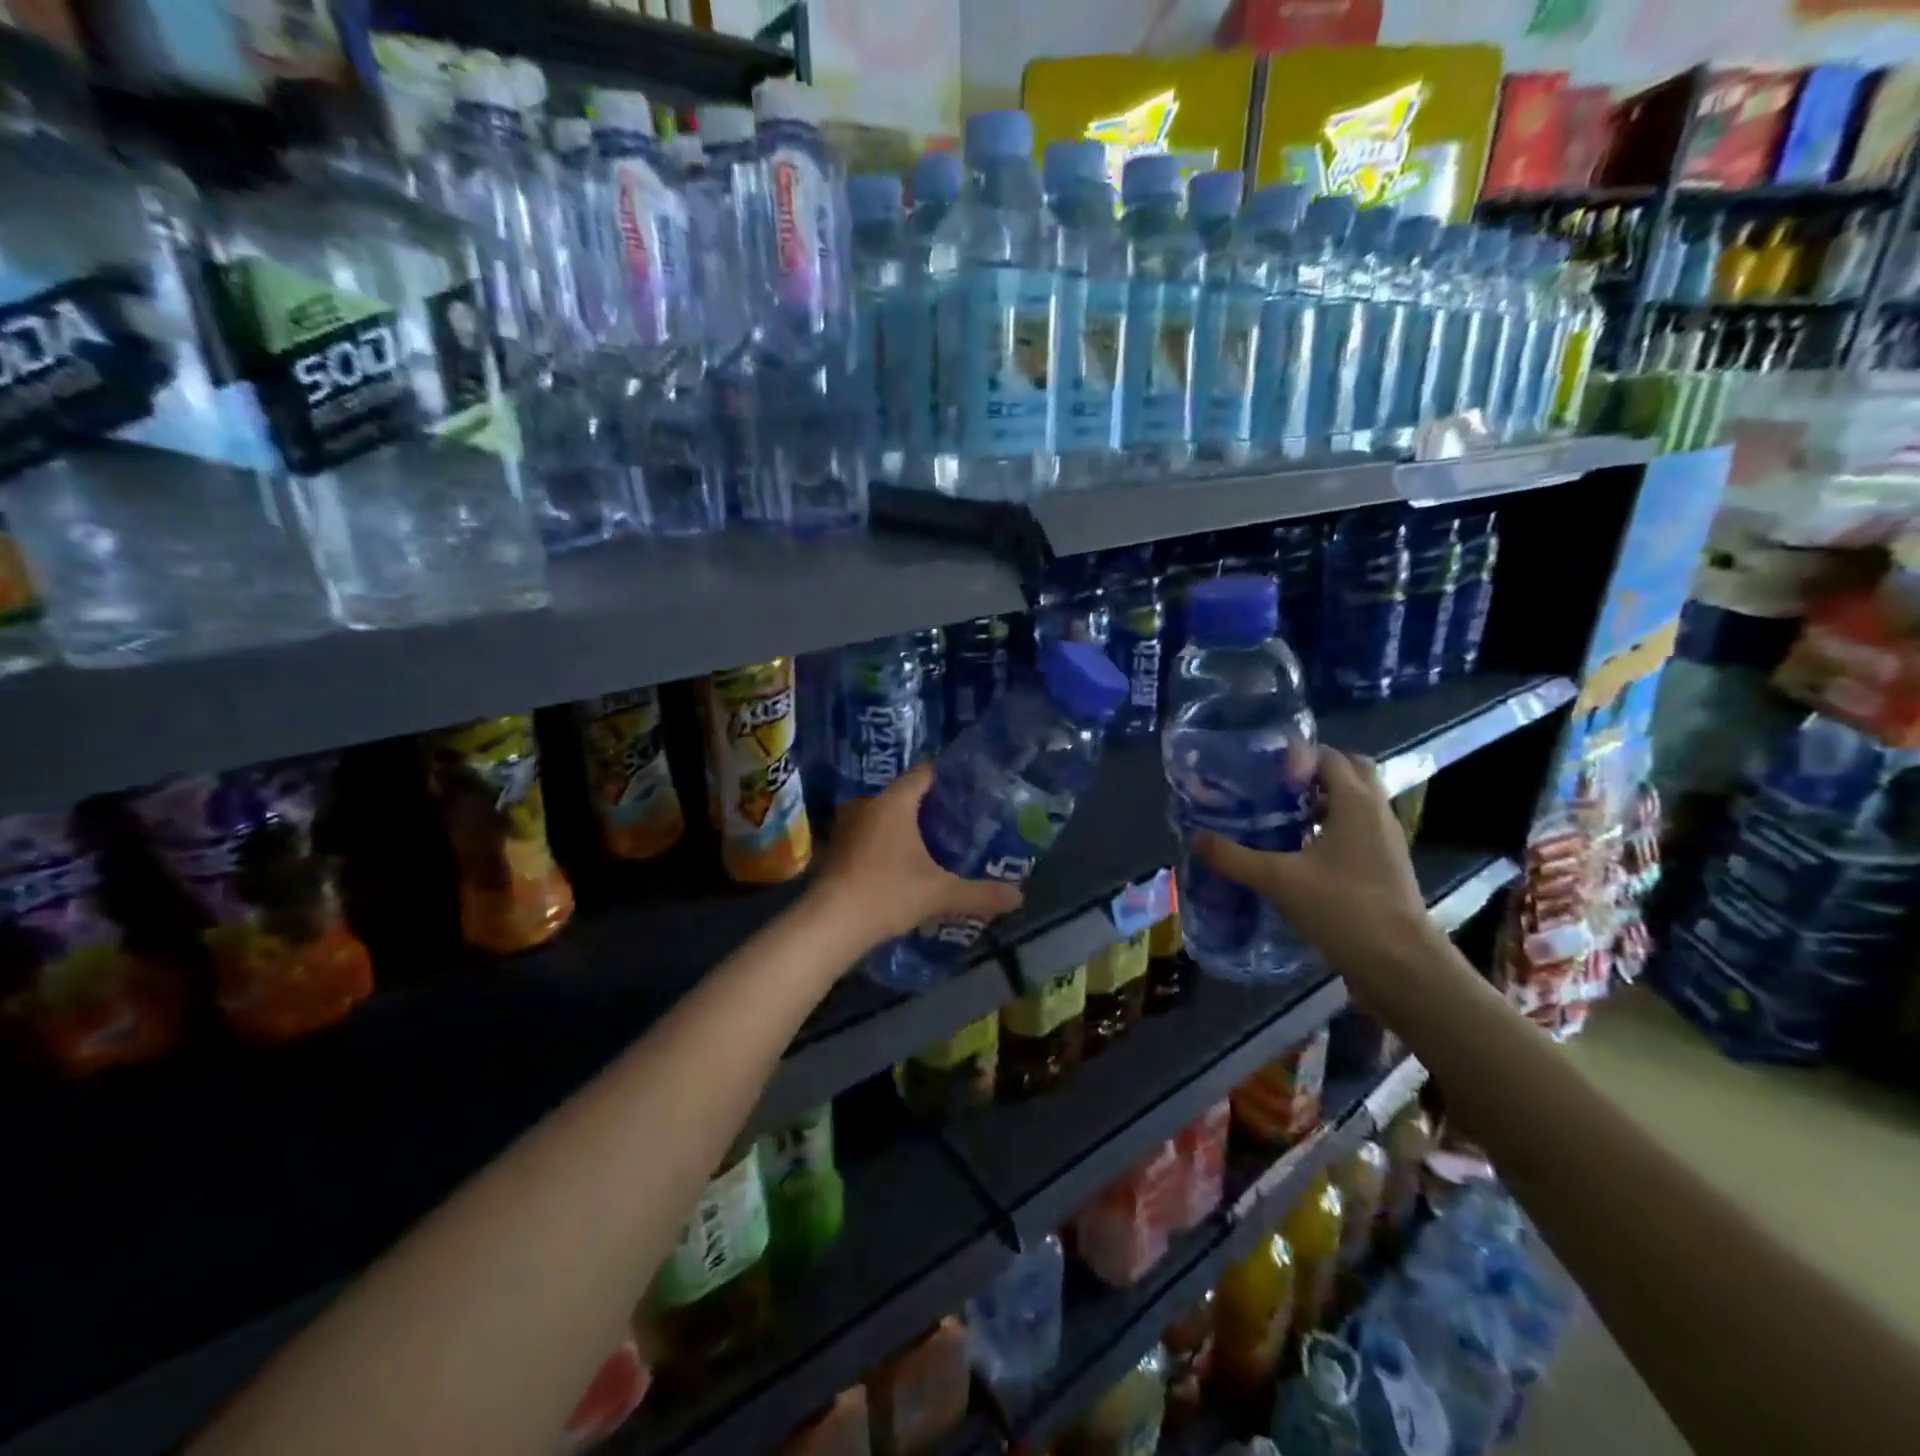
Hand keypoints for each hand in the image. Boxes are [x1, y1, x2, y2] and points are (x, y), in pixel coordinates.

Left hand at [810, 763, 1023, 949]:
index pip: (926, 772)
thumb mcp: (940, 894)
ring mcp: (848, 826)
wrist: (830, 924)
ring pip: (886, 815)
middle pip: (906, 793)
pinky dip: (888, 841)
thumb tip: (1019, 896)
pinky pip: (870, 833)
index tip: (972, 788)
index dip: (950, 777)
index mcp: (894, 802)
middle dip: (932, 805)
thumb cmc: (887, 894)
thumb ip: (980, 893)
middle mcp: (868, 804)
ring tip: (937, 841)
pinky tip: (904, 862)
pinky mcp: (837, 848)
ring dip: (907, 825)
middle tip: (962, 818)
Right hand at [1193, 749, 1433, 975]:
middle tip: (1274, 786)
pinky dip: (1331, 827)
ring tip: (1279, 815)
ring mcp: (1385, 840)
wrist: (1399, 964)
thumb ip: (1234, 857)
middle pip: (1349, 772)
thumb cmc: (1342, 907)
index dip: (1294, 756)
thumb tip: (1196, 838)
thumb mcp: (1278, 880)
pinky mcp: (1385, 866)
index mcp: (1356, 802)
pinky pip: (1357, 829)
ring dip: (1322, 800)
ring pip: (1355, 802)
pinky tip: (1299, 850)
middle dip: (1313, 772)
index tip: (1259, 768)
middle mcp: (1376, 812)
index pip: (1328, 756)